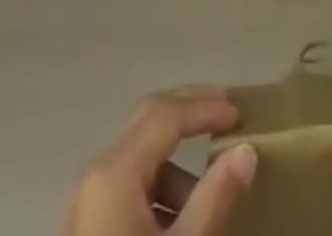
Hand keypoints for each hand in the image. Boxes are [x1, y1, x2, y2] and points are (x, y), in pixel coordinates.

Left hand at [63, 85, 258, 235]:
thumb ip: (215, 199)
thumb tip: (245, 151)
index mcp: (114, 171)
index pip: (165, 114)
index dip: (205, 107)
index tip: (240, 113)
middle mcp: (95, 173)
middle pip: (147, 121)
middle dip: (189, 114)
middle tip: (228, 115)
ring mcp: (86, 201)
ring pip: (139, 159)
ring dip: (177, 166)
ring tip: (212, 199)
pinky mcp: (86, 228)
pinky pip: (128, 189)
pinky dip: (159, 193)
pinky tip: (182, 227)